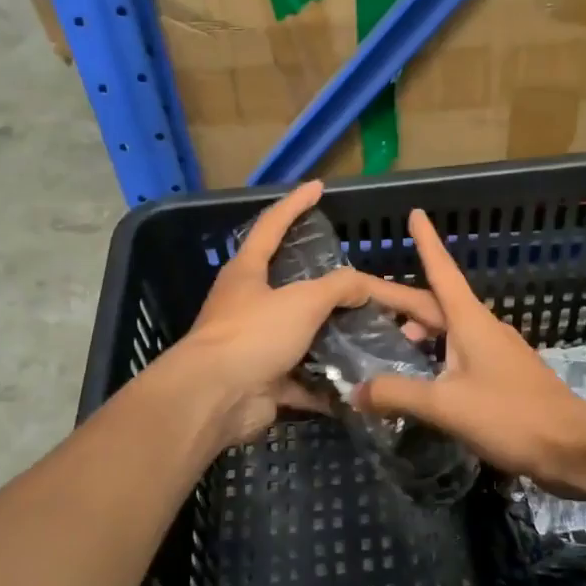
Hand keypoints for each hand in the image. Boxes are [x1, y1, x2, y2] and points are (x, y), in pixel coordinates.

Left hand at [175, 181, 444, 448]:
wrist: (215, 398)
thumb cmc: (254, 335)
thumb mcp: (302, 301)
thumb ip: (338, 287)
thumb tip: (362, 285)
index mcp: (247, 272)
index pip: (272, 226)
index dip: (295, 204)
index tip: (317, 187)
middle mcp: (247, 305)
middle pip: (289, 285)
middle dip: (324, 284)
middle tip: (360, 280)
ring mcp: (254, 344)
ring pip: (300, 335)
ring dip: (331, 337)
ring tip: (370, 330)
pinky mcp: (263, 380)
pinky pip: (302, 378)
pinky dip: (327, 383)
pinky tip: (359, 381)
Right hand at [355, 208, 585, 484]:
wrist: (573, 447)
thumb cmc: (510, 415)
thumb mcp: (445, 405)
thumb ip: (397, 394)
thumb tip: (355, 392)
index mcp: (469, 322)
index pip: (441, 271)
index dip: (426, 243)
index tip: (415, 213)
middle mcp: (483, 329)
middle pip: (436, 304)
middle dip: (400, 298)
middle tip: (363, 296)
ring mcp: (497, 353)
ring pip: (449, 331)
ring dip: (419, 330)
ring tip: (388, 341)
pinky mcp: (504, 377)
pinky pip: (461, 355)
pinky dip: (436, 356)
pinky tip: (424, 377)